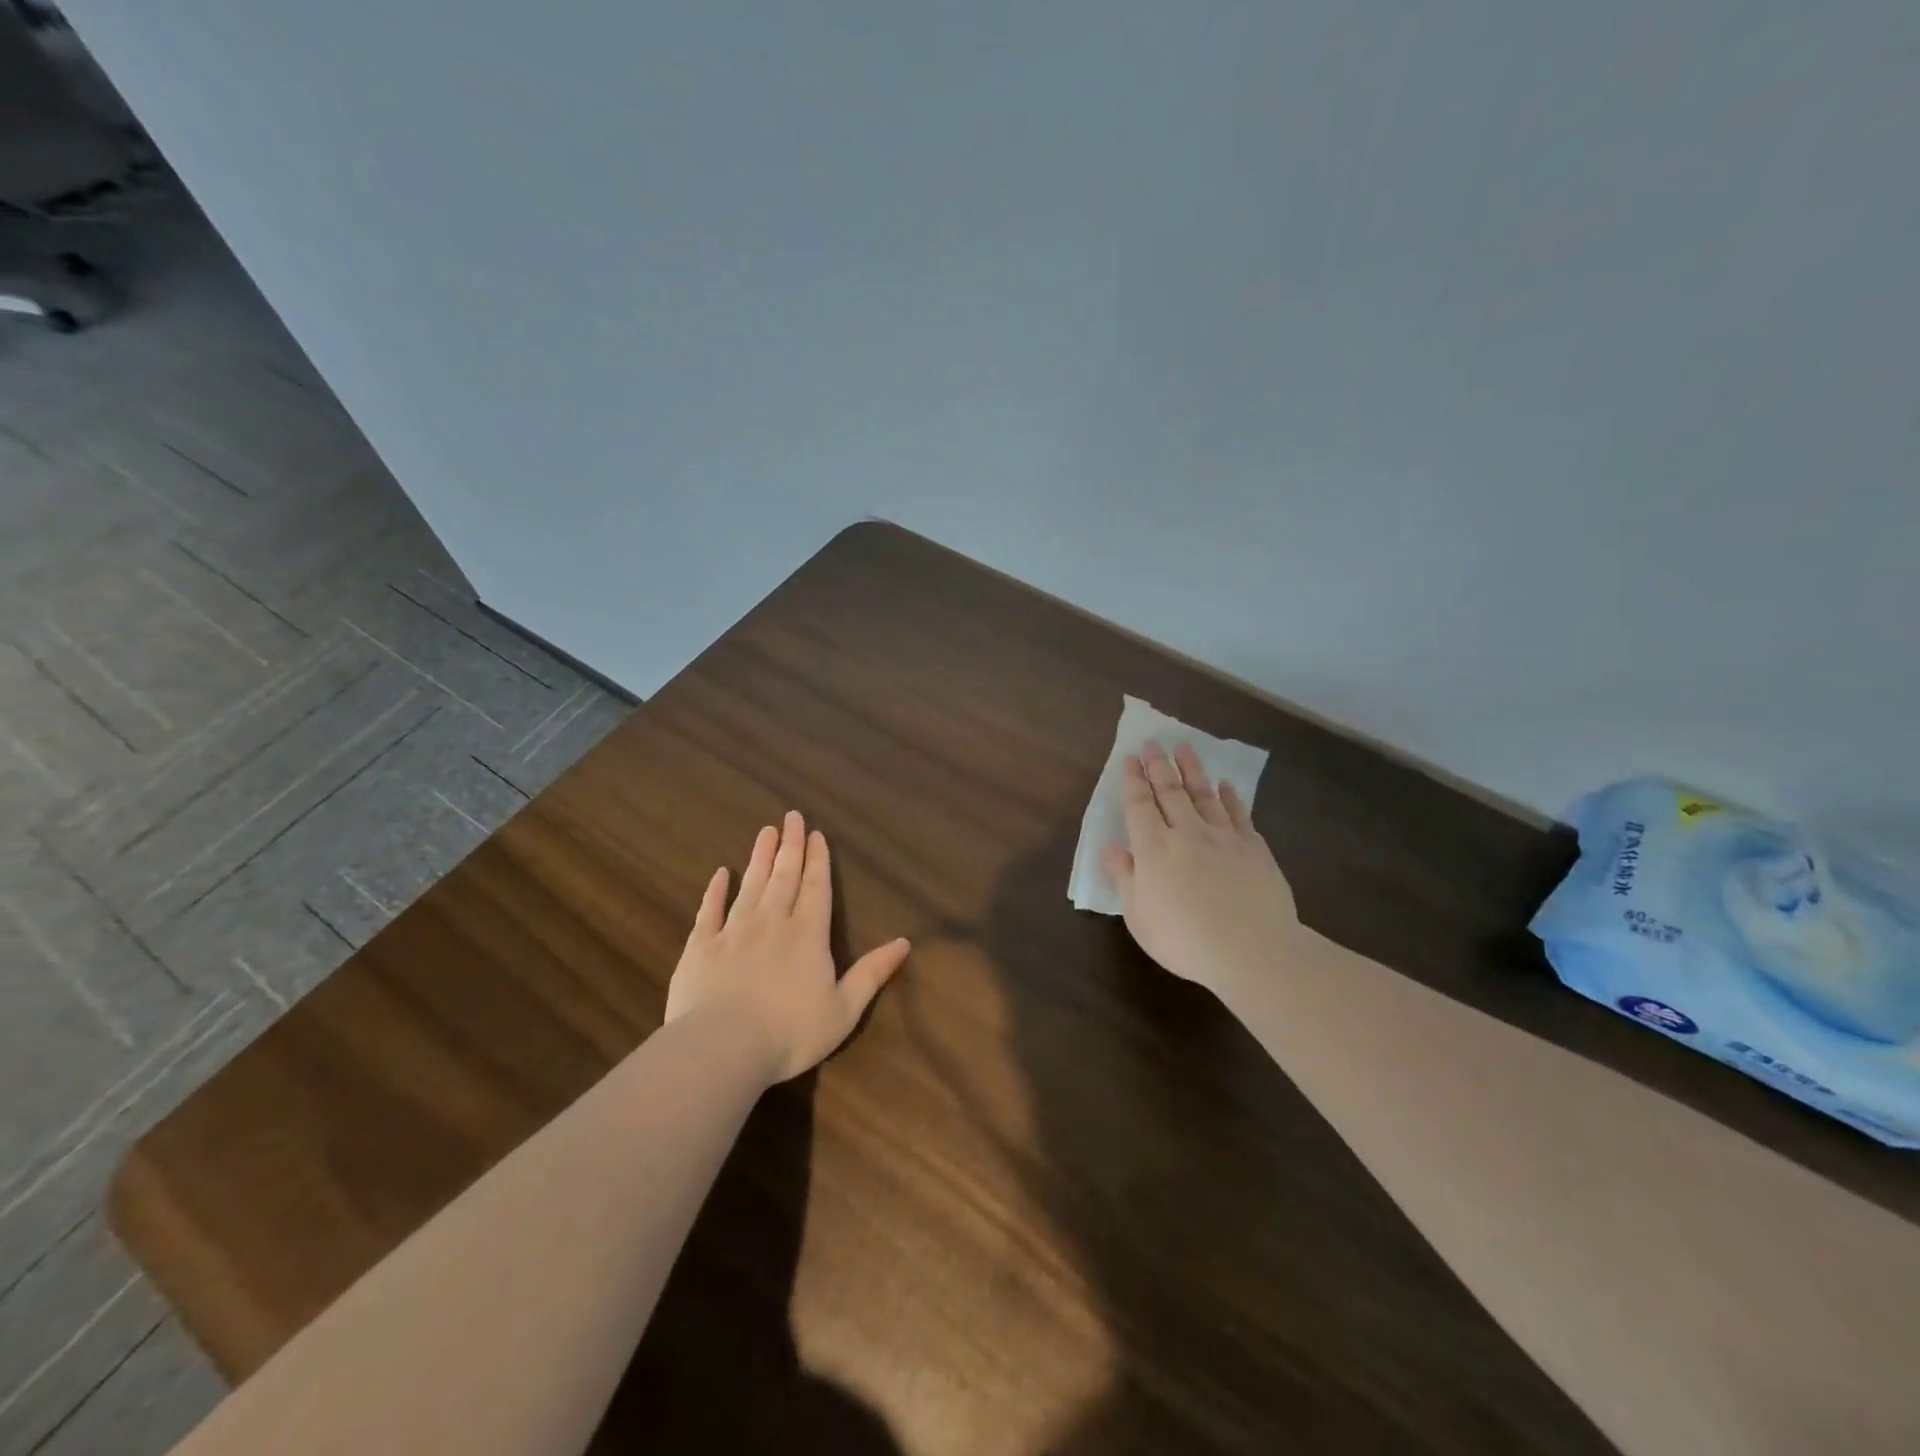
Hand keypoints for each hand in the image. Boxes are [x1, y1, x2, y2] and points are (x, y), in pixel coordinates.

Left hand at [665, 812, 910, 1083]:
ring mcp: (733, 931)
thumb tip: (904, 943)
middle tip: (792, 816)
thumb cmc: (790, 1033)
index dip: (818, 860)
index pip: (816, 887)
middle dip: (791, 845)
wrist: (722, 1047)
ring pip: (750, 885)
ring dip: (760, 857)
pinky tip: (720, 874)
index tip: (817, 834)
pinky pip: (709, 911)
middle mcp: (772, 922)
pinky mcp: (700, 946)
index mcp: (808, 934)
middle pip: (784, 876)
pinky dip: (715, 891)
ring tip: (766, 832)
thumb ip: (872, 973)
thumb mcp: (844, 1009)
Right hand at [1102, 741, 1299, 1000]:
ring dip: (1193, 770)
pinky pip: (1239, 814)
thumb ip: (1124, 877)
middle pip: (1170, 792)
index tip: (1131, 757)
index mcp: (1154, 848)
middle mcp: (1187, 833)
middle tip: (1153, 742)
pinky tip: (1226, 786)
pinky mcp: (1254, 848)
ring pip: (1204, 795)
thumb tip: (1112, 847)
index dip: (1133, 780)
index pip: (1139, 805)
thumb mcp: (1138, 916)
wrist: (1252, 950)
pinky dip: (1231, 798)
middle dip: (1159, 766)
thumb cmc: (1184, 939)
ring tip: (1185, 748)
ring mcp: (1223, 838)